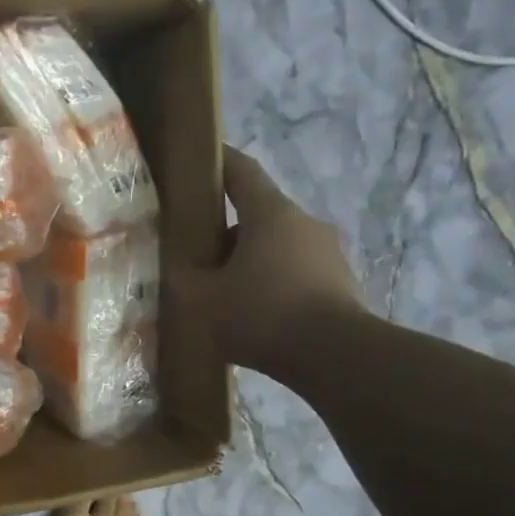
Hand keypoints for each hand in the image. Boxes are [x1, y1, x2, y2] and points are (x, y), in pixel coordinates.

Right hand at [174, 147, 364, 379]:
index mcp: (270, 214)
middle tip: (194, 254)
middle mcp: (304, 222)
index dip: (218, 162)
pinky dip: (269, 283)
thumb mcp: (201, 298)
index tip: (200, 158)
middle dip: (224, 231)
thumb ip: (183, 276)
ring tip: (220, 292)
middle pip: (256, 214)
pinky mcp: (338, 283)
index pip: (241, 172)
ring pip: (275, 246)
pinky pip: (293, 272)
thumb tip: (176, 264)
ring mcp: (328, 253)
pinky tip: (250, 313)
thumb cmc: (261, 314)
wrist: (335, 357)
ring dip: (247, 261)